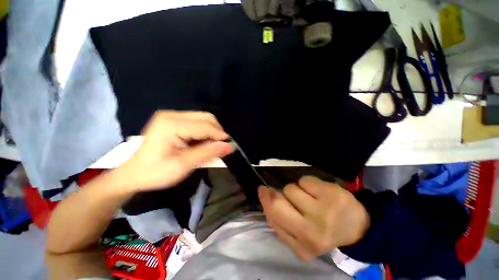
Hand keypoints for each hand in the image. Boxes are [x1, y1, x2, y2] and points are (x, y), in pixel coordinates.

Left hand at [111, 111, 234, 193]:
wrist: (133, 174)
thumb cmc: (155, 173)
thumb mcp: (183, 166)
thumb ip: (208, 154)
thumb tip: (230, 146)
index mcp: (171, 125)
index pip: (205, 126)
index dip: (220, 136)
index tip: (229, 147)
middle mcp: (172, 115)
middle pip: (206, 118)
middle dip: (217, 132)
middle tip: (220, 148)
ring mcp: (172, 116)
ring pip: (203, 119)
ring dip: (212, 133)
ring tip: (210, 148)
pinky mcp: (173, 120)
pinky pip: (197, 122)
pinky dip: (205, 133)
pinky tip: (202, 144)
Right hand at [258, 176, 369, 260]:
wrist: (358, 227)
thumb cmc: (323, 231)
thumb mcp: (300, 236)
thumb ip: (280, 223)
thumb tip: (265, 198)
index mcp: (302, 247)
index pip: (274, 218)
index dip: (265, 201)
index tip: (262, 190)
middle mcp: (312, 232)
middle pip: (278, 203)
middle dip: (272, 193)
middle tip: (271, 188)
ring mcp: (324, 211)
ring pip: (291, 188)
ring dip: (294, 190)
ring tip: (306, 198)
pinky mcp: (332, 194)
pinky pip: (305, 180)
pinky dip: (307, 183)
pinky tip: (317, 192)